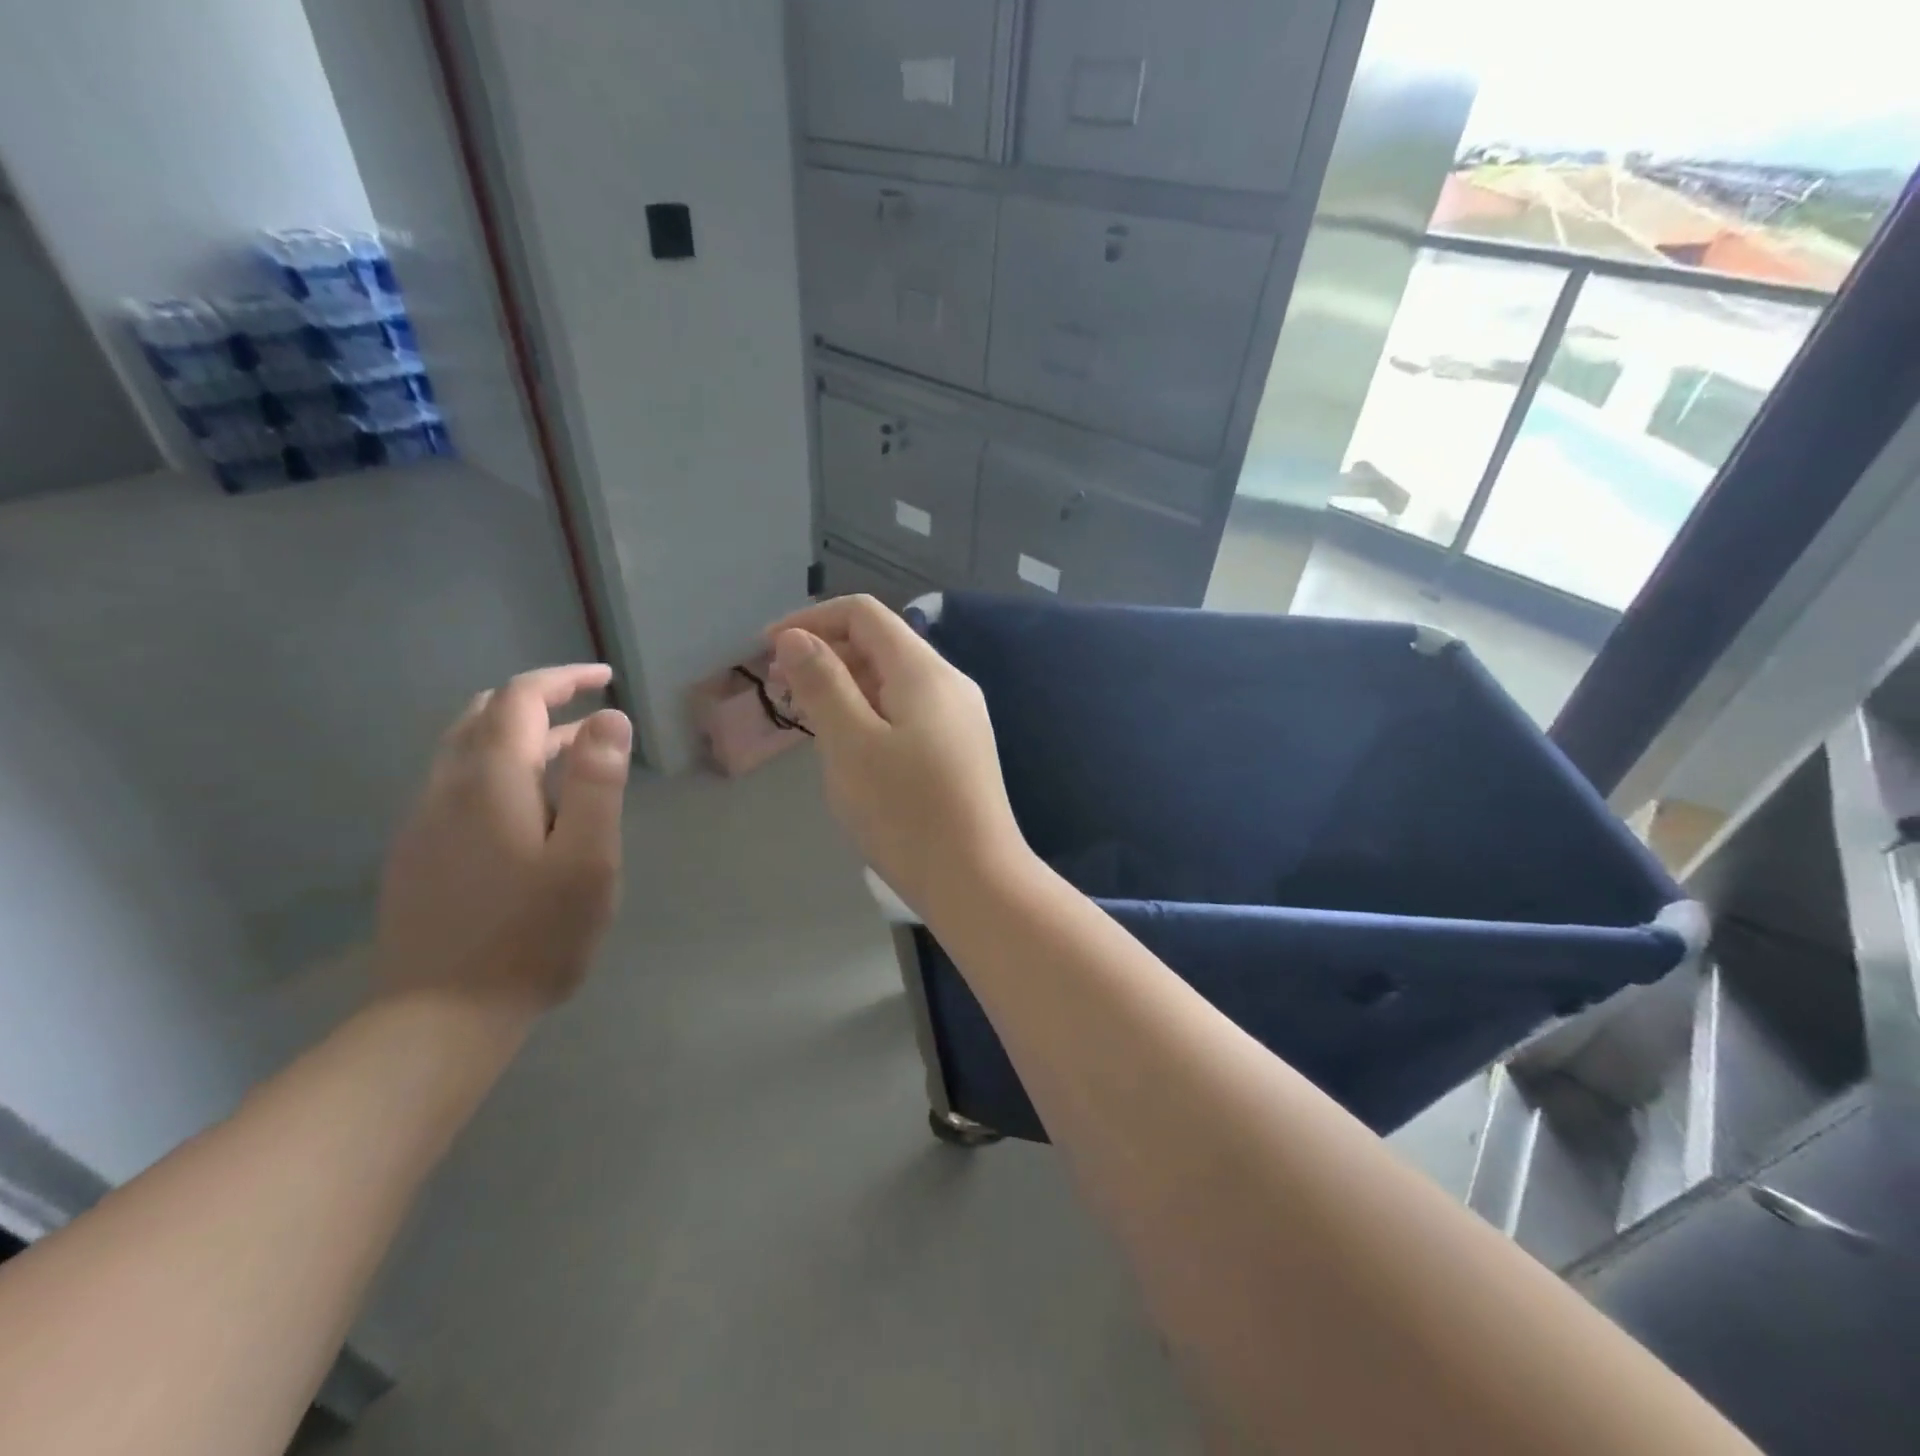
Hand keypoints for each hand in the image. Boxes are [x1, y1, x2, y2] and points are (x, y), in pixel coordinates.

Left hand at [375, 665, 632, 1015]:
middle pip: (484, 715)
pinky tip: (528, 808)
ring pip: (466, 749)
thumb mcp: (587, 857)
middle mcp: (447, 788)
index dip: (562, 679)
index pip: (519, 698)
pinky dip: (498, 768)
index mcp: (491, 781)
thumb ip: (596, 782)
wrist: (443, 1015)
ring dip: (518, 736)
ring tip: (571, 754)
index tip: (604, 678)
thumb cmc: (534, 934)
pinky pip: (457, 784)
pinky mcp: (416, 852)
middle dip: (537, 701)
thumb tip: (609, 718)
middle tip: (589, 713)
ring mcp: (423, 821)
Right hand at [769, 596, 1033, 916]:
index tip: (768, 651)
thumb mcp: (851, 744)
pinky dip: (871, 713)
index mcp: (924, 671)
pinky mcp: (960, 749)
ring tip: (807, 718)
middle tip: (781, 691)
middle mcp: (949, 683)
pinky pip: (908, 711)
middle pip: (880, 644)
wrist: (977, 880)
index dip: (811, 620)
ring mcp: (960, 717)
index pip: (864, 614)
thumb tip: (796, 637)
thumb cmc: (906, 812)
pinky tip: (849, 745)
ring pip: (893, 681)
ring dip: (846, 687)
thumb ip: (823, 683)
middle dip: (826, 655)